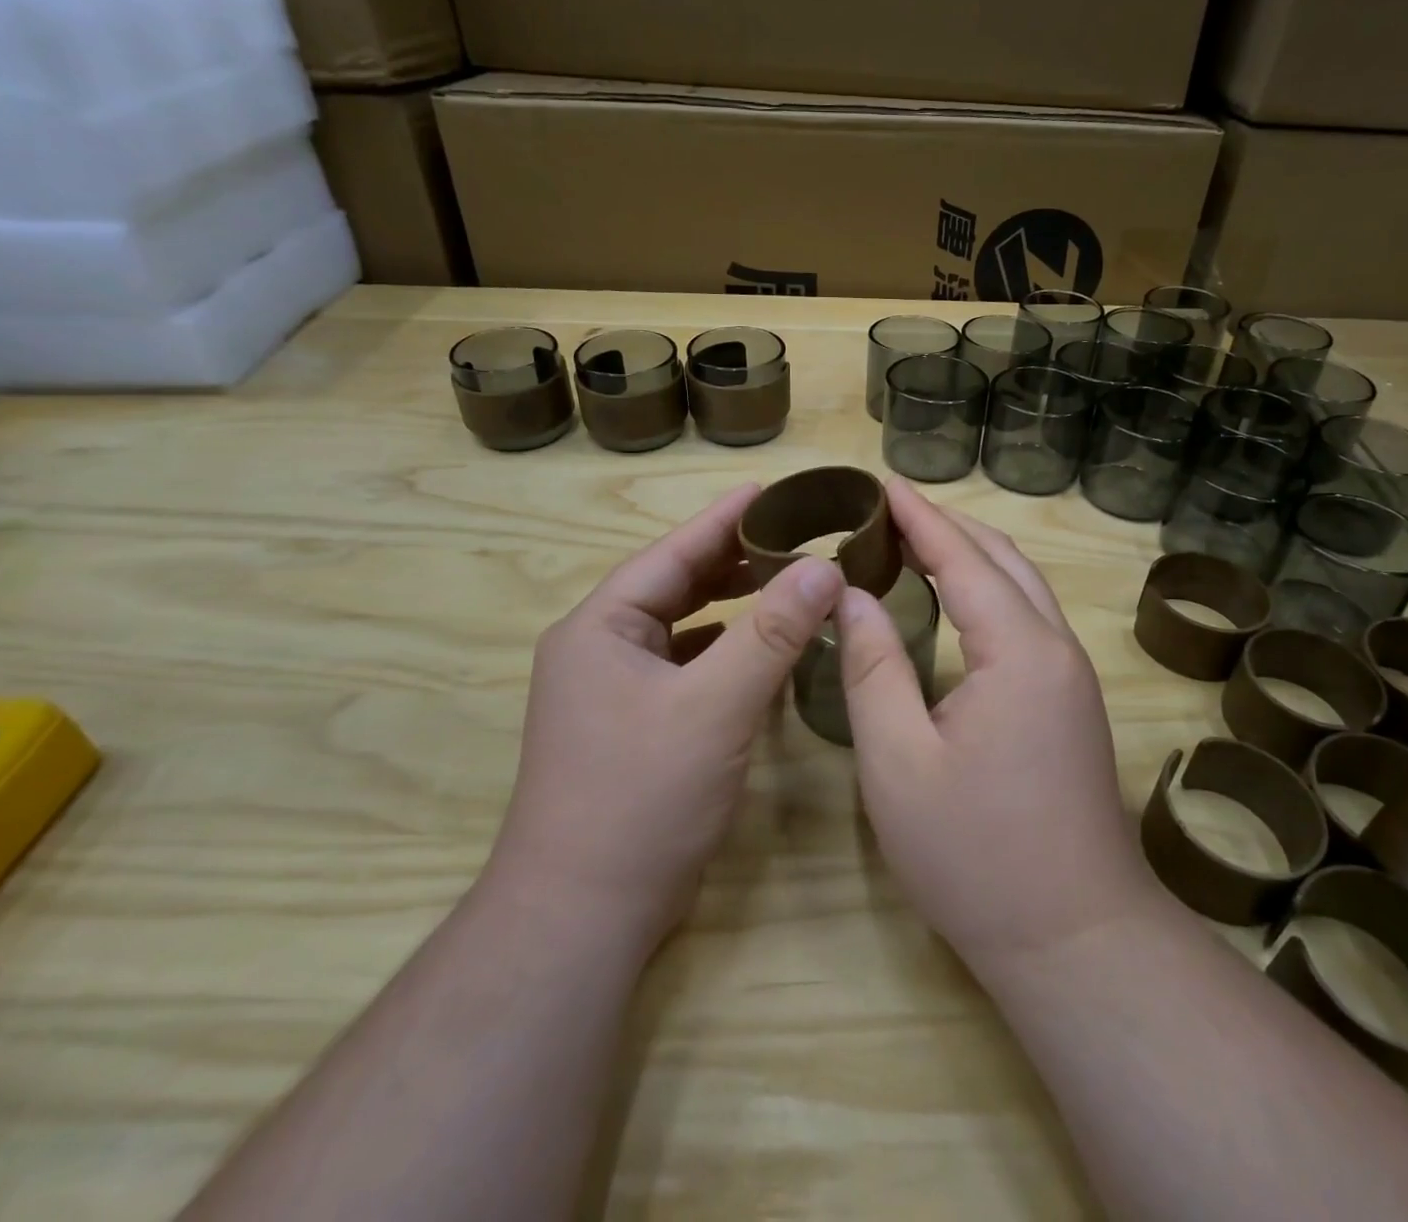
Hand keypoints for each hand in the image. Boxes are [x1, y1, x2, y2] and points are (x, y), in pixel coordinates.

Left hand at [489, 485, 844, 948]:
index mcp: (600, 628)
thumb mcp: (716, 706)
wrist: (582, 915)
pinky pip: (683, 665)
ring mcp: (611, 691)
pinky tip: (755, 648)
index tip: (769, 491)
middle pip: (673, 586)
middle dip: (730, 560)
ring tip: (782, 581)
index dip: (722, 520)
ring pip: (680, 628)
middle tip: (791, 536)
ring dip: (728, 604)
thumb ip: (772, 633)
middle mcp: (599, 650)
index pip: (670, 554)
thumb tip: (825, 568)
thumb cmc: (642, 797)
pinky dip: (720, 648)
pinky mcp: (631, 726)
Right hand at [836, 479, 1151, 974]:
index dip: (919, 517)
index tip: (880, 484)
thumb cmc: (974, 855)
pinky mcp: (1070, 702)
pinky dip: (988, 588)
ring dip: (971, 553)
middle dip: (946, 525)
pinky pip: (1028, 617)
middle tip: (889, 509)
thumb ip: (873, 667)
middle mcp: (1055, 648)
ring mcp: (1071, 676)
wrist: (1073, 937)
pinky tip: (956, 599)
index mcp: (1017, 651)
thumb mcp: (899, 761)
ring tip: (915, 540)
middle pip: (1001, 559)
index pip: (963, 558)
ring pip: (1022, 586)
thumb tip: (853, 596)